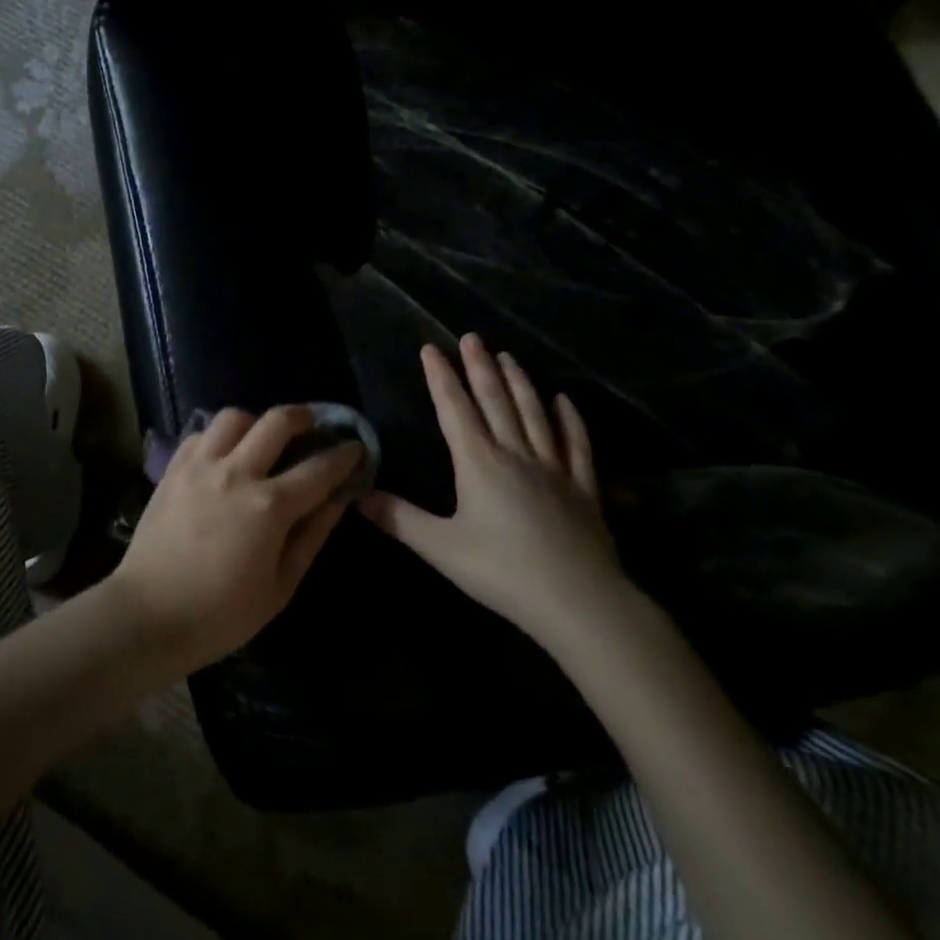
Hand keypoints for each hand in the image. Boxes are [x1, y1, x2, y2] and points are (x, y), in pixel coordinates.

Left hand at [109, 406, 361, 670]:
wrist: (149, 614)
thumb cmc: (221, 614)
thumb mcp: (280, 587)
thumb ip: (311, 537)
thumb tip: (337, 501)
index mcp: (269, 506)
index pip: (319, 468)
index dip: (344, 455)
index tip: (357, 447)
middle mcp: (236, 473)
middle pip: (277, 421)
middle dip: (305, 416)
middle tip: (314, 425)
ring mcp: (200, 466)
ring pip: (234, 417)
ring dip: (256, 423)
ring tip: (262, 441)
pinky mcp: (173, 469)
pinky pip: (201, 434)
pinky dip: (219, 437)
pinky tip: (224, 456)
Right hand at [360, 336, 630, 650]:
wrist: (579, 603)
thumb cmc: (503, 572)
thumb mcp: (441, 547)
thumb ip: (399, 519)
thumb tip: (356, 495)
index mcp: (479, 463)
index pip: (455, 410)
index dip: (440, 377)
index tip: (430, 348)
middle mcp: (516, 454)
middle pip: (495, 401)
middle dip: (479, 367)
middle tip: (471, 337)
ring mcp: (554, 469)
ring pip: (534, 414)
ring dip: (519, 383)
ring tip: (508, 356)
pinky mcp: (583, 489)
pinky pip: (576, 445)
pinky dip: (570, 419)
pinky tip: (564, 400)